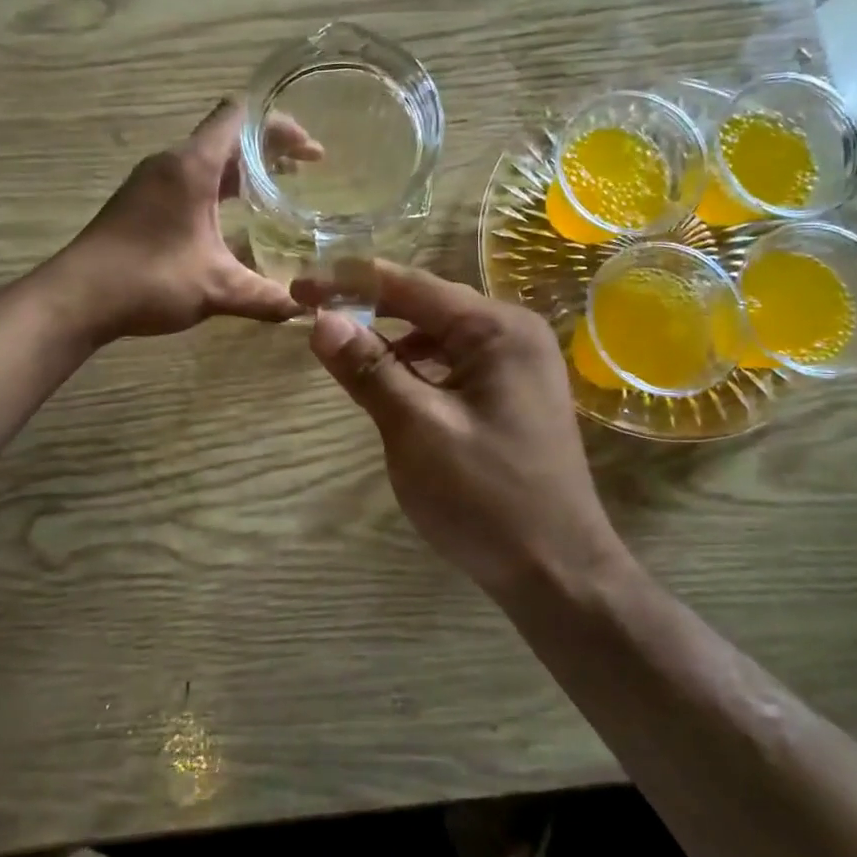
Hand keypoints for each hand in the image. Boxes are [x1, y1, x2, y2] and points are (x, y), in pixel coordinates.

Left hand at [51, 99, 317, 341]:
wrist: (77, 298)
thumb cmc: (148, 279)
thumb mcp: (216, 288)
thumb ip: (265, 297)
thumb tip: (303, 309)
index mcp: (192, 166)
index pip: (241, 117)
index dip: (280, 125)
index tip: (310, 150)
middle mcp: (172, 163)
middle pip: (228, 135)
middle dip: (269, 148)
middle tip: (306, 170)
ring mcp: (153, 181)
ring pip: (208, 159)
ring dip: (244, 170)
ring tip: (279, 190)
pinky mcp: (142, 201)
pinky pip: (191, 179)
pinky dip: (220, 188)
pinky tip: (236, 220)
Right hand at [293, 263, 618, 594]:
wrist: (558, 573)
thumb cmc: (487, 498)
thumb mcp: (417, 429)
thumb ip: (369, 369)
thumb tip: (322, 319)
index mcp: (498, 329)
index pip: (409, 286)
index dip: (348, 282)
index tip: (298, 289)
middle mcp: (513, 333)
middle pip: (426, 303)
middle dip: (368, 304)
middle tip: (311, 309)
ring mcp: (518, 364)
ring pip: (439, 333)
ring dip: (390, 334)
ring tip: (343, 341)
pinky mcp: (512, 394)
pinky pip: (453, 361)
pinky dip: (416, 363)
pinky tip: (392, 378)